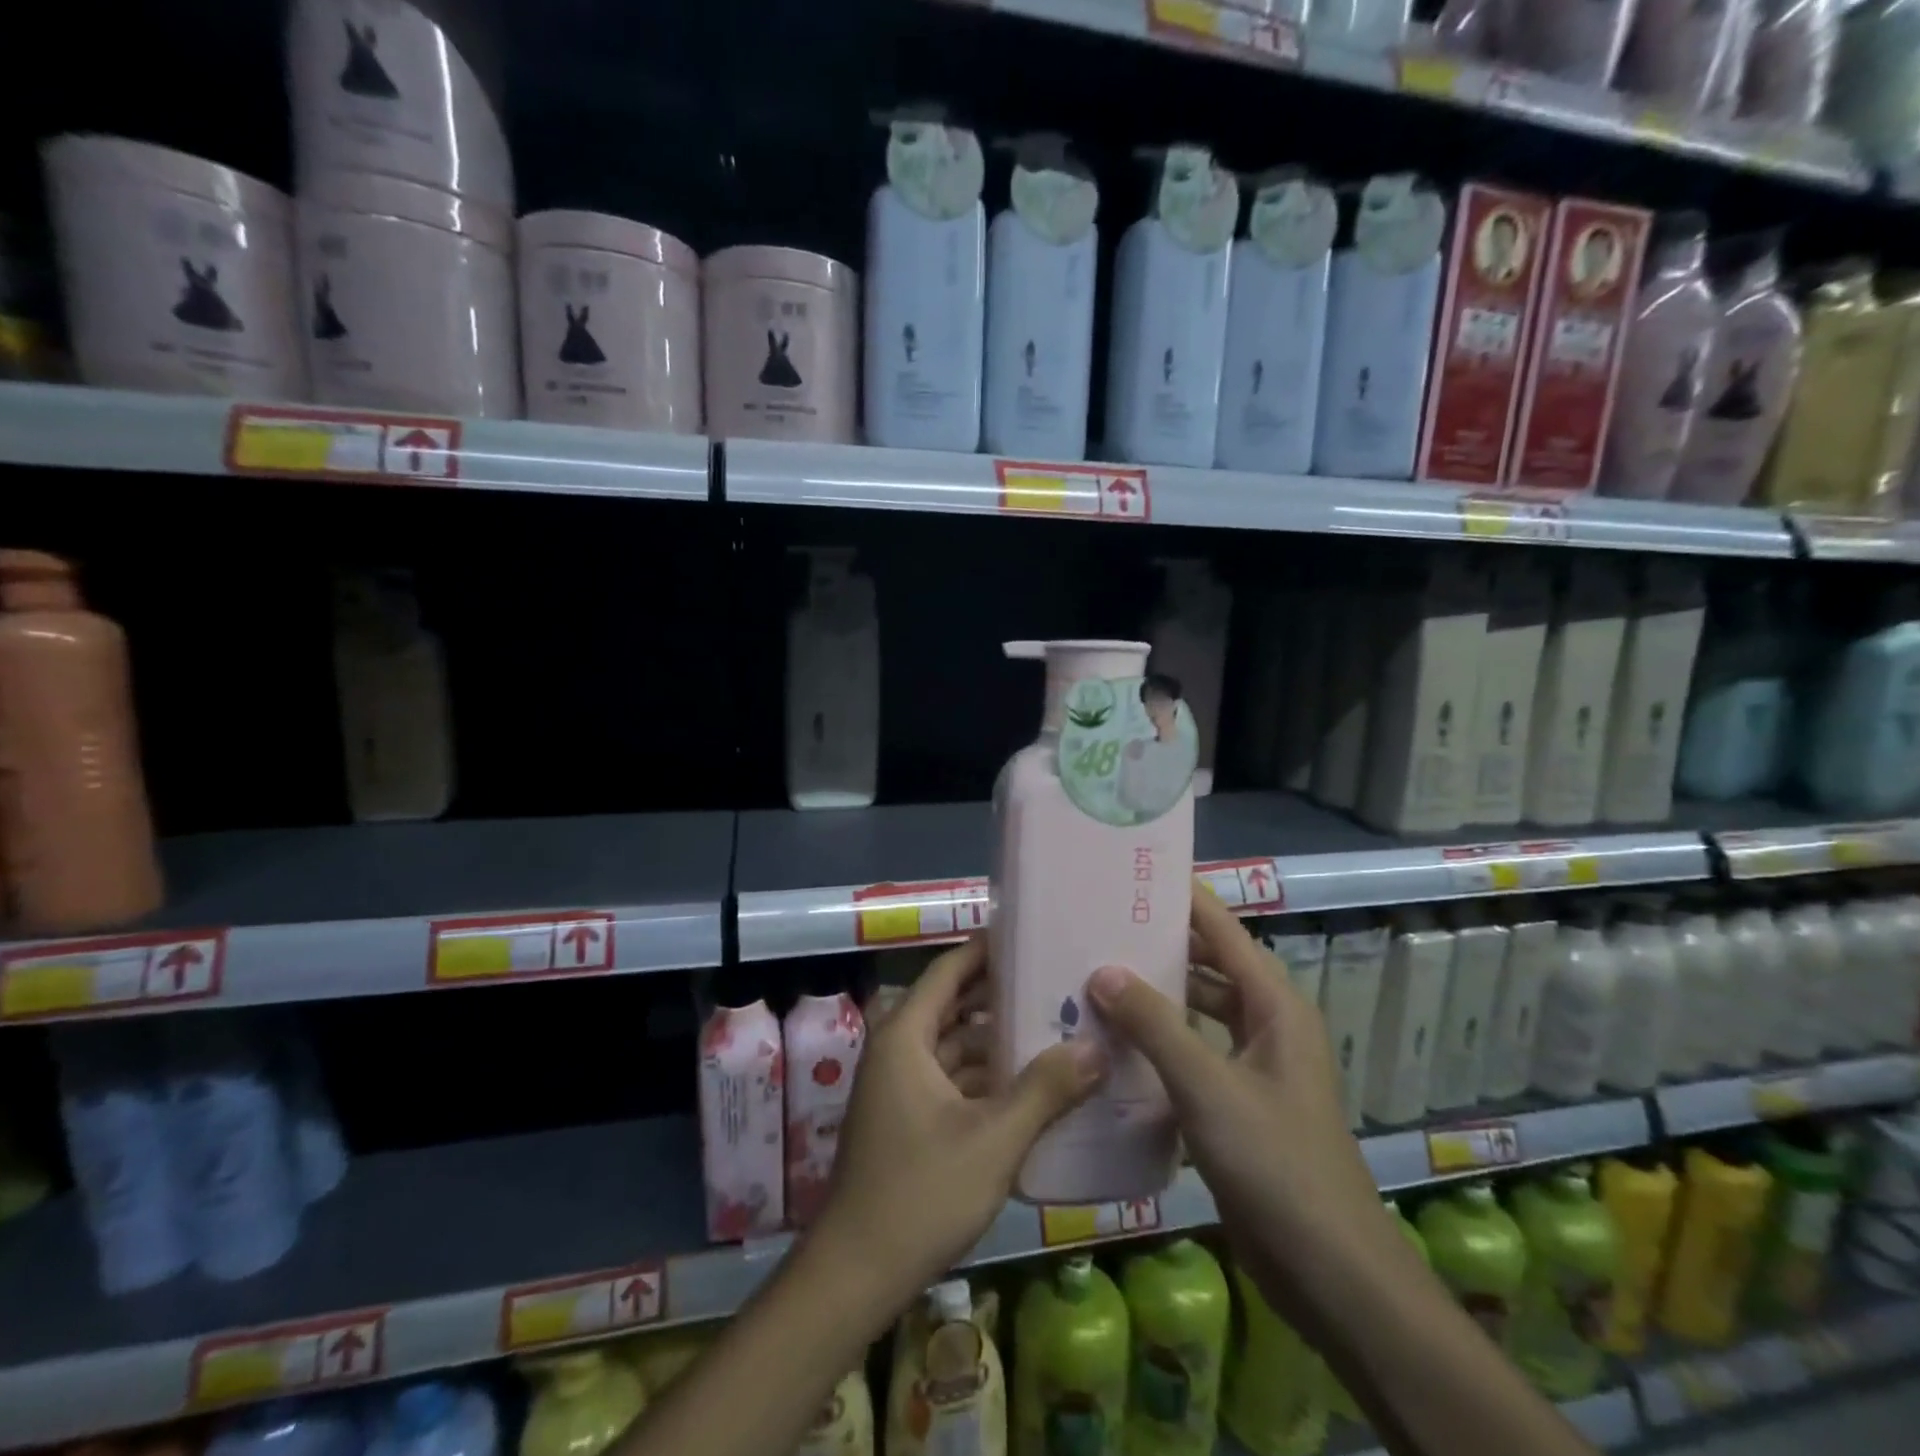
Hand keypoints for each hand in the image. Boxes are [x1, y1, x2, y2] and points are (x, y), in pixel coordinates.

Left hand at [812, 936, 1105, 1299]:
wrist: (856, 1274)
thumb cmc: (920, 1192)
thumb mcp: (993, 1139)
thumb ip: (1046, 1090)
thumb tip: (1097, 1047)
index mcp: (905, 1036)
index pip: (948, 971)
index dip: (986, 950)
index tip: (1030, 936)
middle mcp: (898, 1050)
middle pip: (953, 1006)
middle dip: (1000, 996)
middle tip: (1057, 983)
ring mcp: (900, 1087)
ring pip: (954, 1046)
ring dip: (996, 1040)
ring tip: (1054, 1029)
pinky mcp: (907, 1119)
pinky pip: (951, 1079)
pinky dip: (985, 1077)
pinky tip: (1030, 1086)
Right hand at [1086, 884, 1397, 1318]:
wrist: (1330, 1272)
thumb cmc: (1277, 1163)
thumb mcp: (1208, 1087)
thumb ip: (1155, 1025)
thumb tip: (1103, 970)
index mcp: (1274, 1004)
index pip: (1223, 929)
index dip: (1183, 898)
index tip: (1131, 874)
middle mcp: (1266, 1023)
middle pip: (1208, 965)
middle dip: (1159, 945)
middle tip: (1098, 924)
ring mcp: (1253, 1065)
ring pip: (1197, 1010)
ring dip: (1155, 997)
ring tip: (1094, 977)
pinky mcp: (1237, 1102)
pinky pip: (1192, 1052)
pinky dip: (1158, 1041)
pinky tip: (1114, 1042)